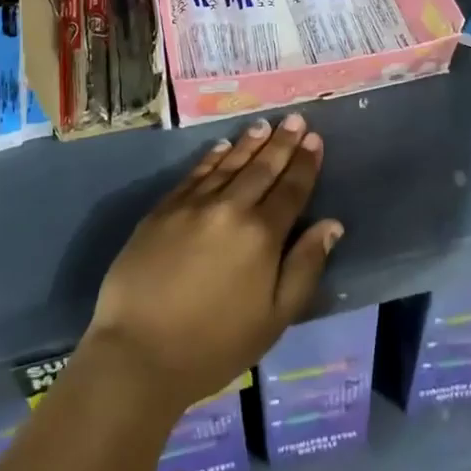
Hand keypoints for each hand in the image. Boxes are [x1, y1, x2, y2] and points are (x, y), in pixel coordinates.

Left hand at [83, 114, 341, 409]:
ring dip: (250, 142)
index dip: (305, 163)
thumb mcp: (274, 319)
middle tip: (295, 118)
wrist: (138, 351)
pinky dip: (213, 156)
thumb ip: (305, 267)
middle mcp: (231, 208)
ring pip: (229, 163)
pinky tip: (223, 145)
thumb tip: (331, 225)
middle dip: (282, 142)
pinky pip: (196, 172)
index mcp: (262, 236)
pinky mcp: (164, 208)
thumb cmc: (214, 345)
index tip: (315, 139)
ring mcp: (194, 204)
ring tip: (265, 124)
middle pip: (262, 168)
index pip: (291, 189)